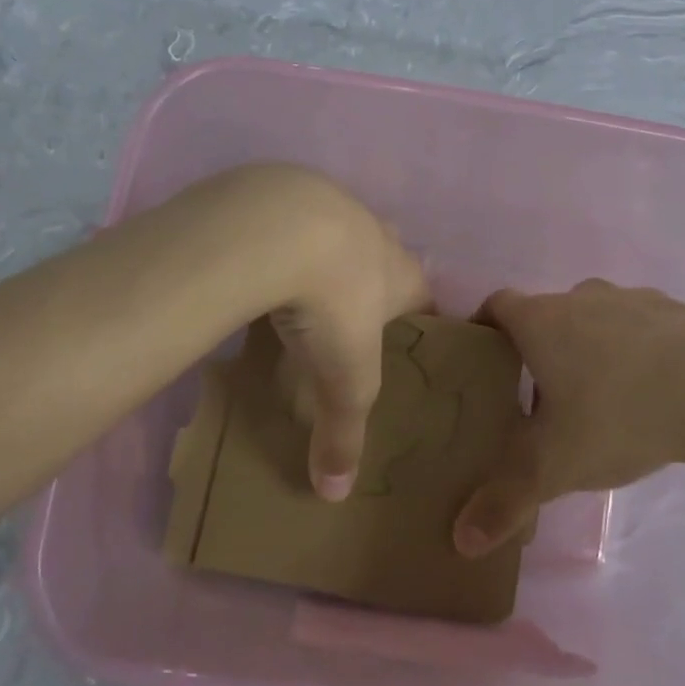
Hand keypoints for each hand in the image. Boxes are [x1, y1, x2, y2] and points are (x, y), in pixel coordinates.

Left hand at [226, 168, 427, 500]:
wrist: (278, 229)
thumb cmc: (333, 306)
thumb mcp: (343, 380)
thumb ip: (343, 435)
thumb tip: (334, 495)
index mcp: (404, 275)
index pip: (427, 302)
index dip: (418, 327)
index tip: (400, 349)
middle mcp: (378, 235)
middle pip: (384, 263)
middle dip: (370, 289)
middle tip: (344, 325)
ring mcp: (333, 204)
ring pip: (338, 236)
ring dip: (325, 260)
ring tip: (296, 295)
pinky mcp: (286, 190)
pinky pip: (291, 220)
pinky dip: (281, 242)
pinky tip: (257, 264)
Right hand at [452, 279, 684, 555]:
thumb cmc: (620, 416)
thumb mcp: (554, 466)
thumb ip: (504, 501)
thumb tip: (462, 541)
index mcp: (541, 321)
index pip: (495, 306)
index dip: (483, 328)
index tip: (483, 359)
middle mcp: (580, 297)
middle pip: (545, 315)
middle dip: (537, 349)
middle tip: (539, 397)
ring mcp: (632, 298)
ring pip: (594, 319)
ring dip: (588, 348)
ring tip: (598, 397)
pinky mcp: (677, 309)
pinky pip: (640, 327)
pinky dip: (634, 350)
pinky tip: (651, 390)